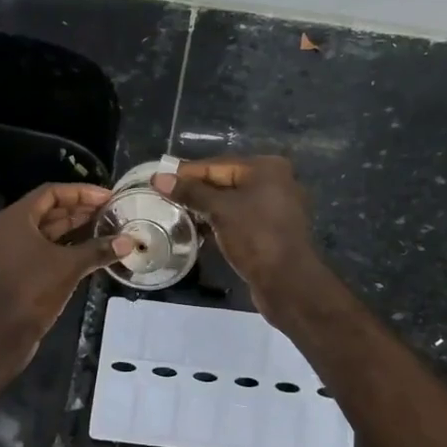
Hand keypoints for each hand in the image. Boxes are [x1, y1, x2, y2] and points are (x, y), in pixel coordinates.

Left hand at [0, 182, 132, 369]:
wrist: (1, 335)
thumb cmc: (32, 291)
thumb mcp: (69, 267)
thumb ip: (98, 250)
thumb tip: (128, 241)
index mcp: (15, 219)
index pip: (51, 193)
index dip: (81, 192)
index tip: (108, 197)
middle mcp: (8, 230)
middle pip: (47, 211)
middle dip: (79, 211)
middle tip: (110, 213)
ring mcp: (8, 253)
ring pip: (44, 234)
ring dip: (73, 231)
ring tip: (104, 231)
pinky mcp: (13, 273)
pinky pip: (40, 252)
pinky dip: (63, 250)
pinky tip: (88, 255)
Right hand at [152, 156, 320, 318]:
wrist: (287, 282)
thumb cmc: (255, 237)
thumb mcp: (220, 210)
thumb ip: (190, 192)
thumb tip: (159, 178)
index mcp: (266, 168)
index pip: (218, 165)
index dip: (186, 173)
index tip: (158, 180)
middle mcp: (275, 182)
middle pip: (226, 181)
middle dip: (196, 191)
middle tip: (164, 198)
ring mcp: (276, 208)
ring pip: (232, 203)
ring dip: (206, 209)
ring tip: (176, 215)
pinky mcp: (272, 231)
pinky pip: (240, 220)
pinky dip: (220, 223)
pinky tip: (199, 231)